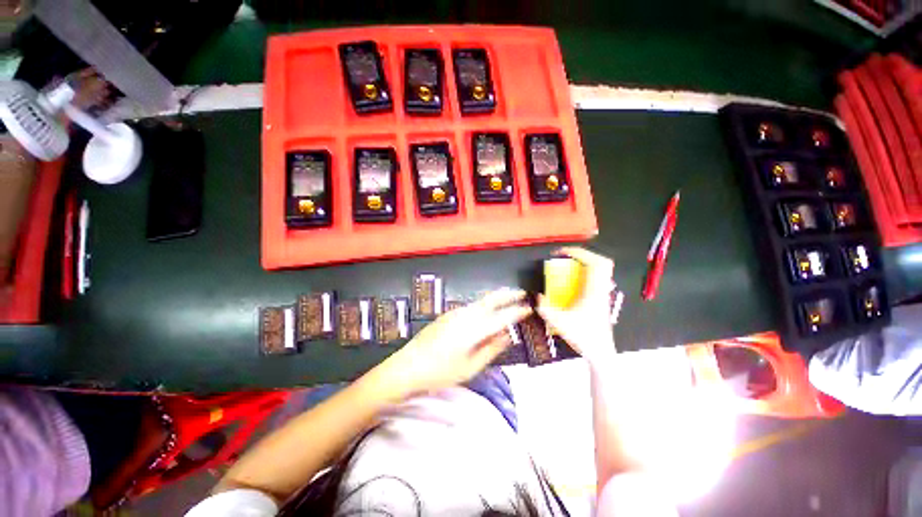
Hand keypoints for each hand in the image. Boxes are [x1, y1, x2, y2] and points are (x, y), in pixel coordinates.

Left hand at [378, 289, 530, 396]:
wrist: (408, 366)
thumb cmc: (441, 372)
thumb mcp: (470, 367)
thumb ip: (491, 349)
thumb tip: (507, 335)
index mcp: (474, 328)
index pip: (502, 316)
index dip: (517, 311)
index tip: (530, 308)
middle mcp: (466, 314)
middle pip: (491, 299)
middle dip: (508, 294)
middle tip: (522, 293)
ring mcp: (455, 312)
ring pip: (481, 301)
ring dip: (496, 298)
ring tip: (508, 301)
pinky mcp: (448, 314)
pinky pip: (471, 306)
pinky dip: (484, 305)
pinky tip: (487, 313)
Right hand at [537, 247, 615, 364]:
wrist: (600, 352)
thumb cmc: (583, 337)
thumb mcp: (559, 323)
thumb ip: (546, 309)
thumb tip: (538, 295)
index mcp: (594, 292)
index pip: (595, 264)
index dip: (579, 253)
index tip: (562, 253)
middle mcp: (601, 289)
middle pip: (603, 263)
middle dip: (585, 254)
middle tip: (567, 256)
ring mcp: (603, 293)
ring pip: (603, 270)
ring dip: (587, 262)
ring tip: (569, 264)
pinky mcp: (601, 298)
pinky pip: (598, 277)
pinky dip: (587, 271)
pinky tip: (574, 278)